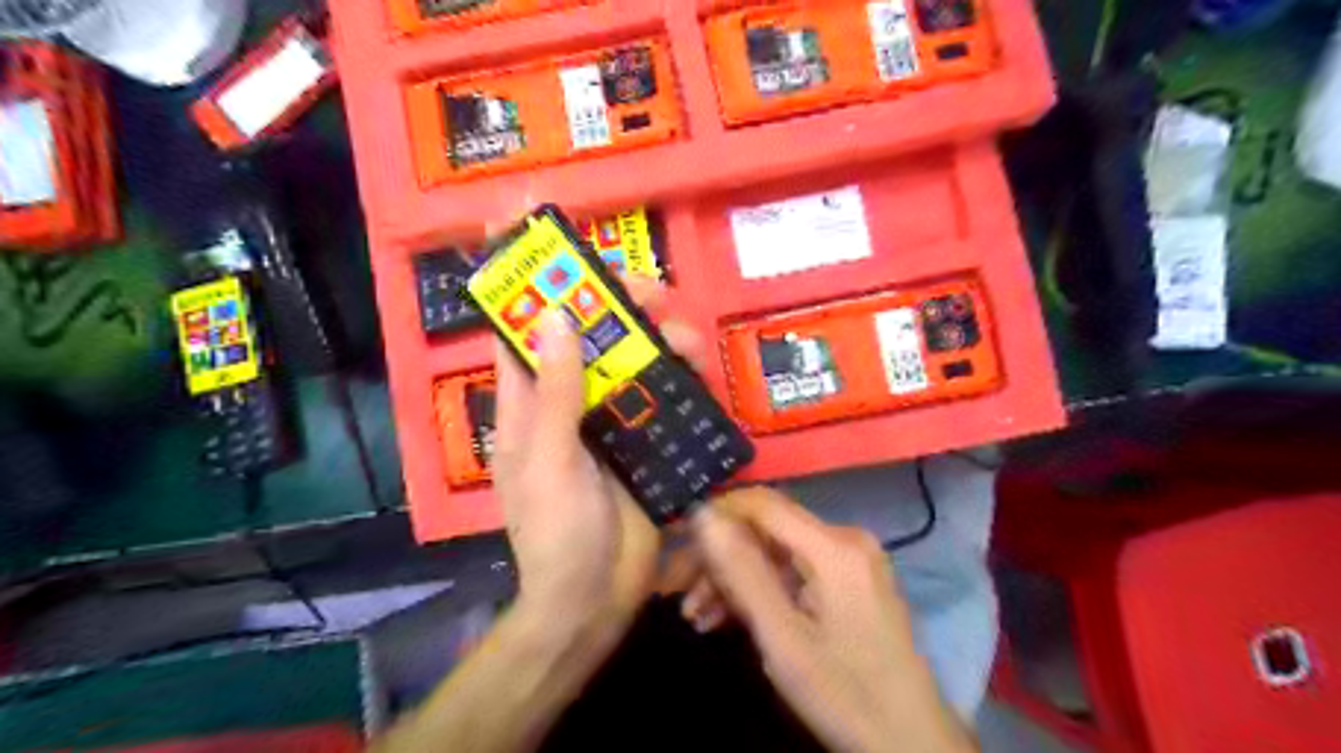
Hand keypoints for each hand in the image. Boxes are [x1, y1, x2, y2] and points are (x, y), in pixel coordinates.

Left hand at [493, 278, 702, 644]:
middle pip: (588, 330)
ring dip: (658, 336)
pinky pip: (662, 392)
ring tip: (686, 337)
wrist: (594, 599)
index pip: (519, 323)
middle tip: (652, 289)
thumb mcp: (551, 461)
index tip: (540, 228)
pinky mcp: (642, 436)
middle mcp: (567, 396)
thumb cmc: (556, 534)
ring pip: (631, 355)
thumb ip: (556, 393)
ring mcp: (607, 415)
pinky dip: (680, 374)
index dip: (526, 275)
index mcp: (528, 398)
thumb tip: (557, 314)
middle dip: (616, 300)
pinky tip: (698, 369)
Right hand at [685, 488, 980, 752]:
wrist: (912, 743)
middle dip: (720, 559)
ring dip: (735, 579)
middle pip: (766, 529)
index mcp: (833, 546)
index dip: (715, 515)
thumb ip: (742, 572)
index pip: (761, 503)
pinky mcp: (850, 581)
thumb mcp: (783, 638)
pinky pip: (794, 570)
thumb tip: (703, 514)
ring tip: (697, 617)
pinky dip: (762, 590)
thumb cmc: (845, 694)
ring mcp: (850, 560)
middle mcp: (844, 539)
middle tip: (681, 595)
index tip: (677, 544)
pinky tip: (729, 618)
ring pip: (775, 552)